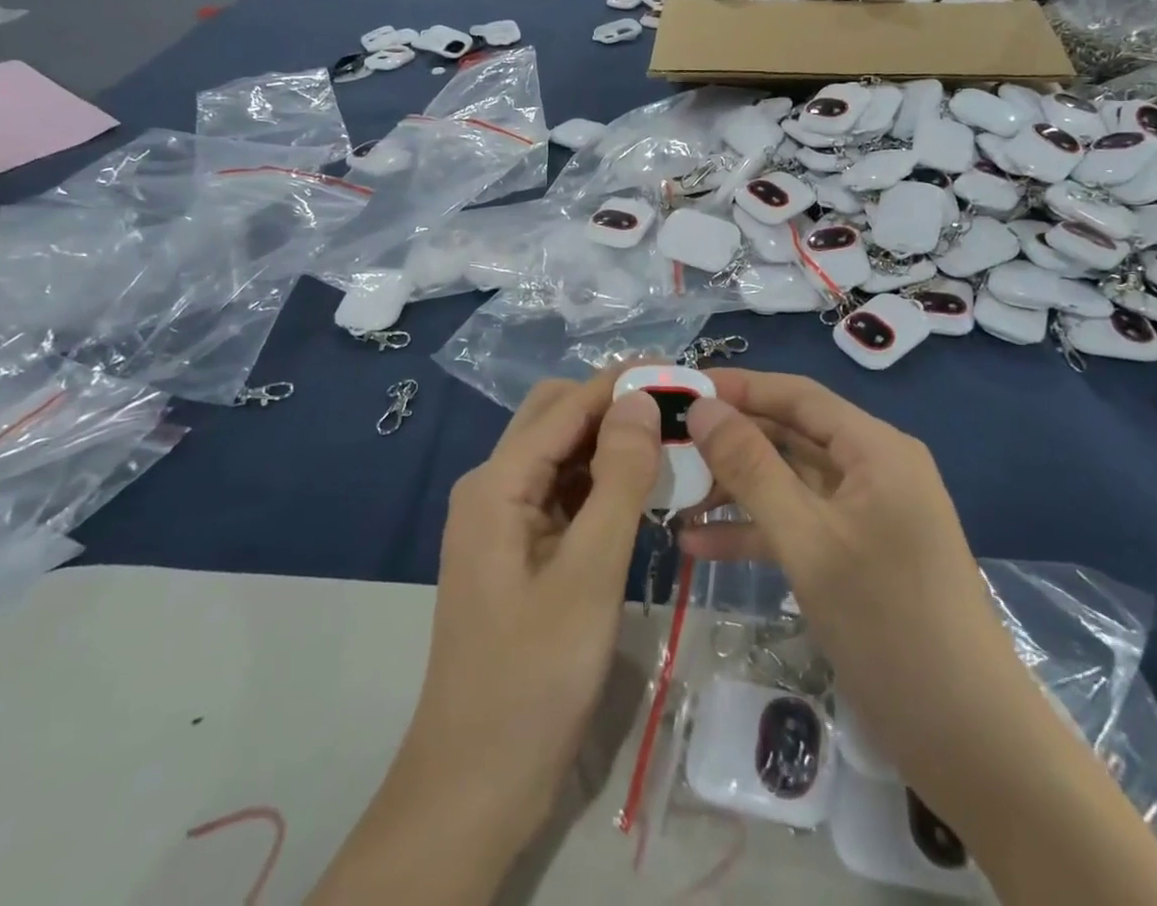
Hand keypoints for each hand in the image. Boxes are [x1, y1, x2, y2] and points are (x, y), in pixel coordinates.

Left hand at [400, 373, 660, 837]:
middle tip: (678, 411)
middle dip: (614, 406)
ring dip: (609, 443)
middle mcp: (493, 488)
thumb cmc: (534, 678)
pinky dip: (600, 483)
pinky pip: (561, 495)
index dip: (622, 383)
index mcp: (497, 484)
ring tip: (670, 444)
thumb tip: (642, 400)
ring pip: (561, 456)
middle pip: (556, 419)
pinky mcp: (517, 551)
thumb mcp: (589, 574)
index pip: (566, 406)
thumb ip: (619, 480)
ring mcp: (502, 521)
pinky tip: (640, 492)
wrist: (476, 785)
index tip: (680, 372)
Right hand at [677, 371, 1017, 787]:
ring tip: (671, 493)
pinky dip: (753, 530)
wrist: (971, 743)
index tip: (681, 389)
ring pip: (788, 482)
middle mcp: (872, 469)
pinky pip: (797, 525)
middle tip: (666, 444)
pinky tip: (696, 545)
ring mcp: (864, 515)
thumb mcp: (809, 540)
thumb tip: (702, 408)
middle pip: (790, 436)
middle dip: (729, 440)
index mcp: (875, 448)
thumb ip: (751, 468)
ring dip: (734, 488)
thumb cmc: (890, 624)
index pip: (797, 395)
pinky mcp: (855, 556)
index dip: (739, 387)